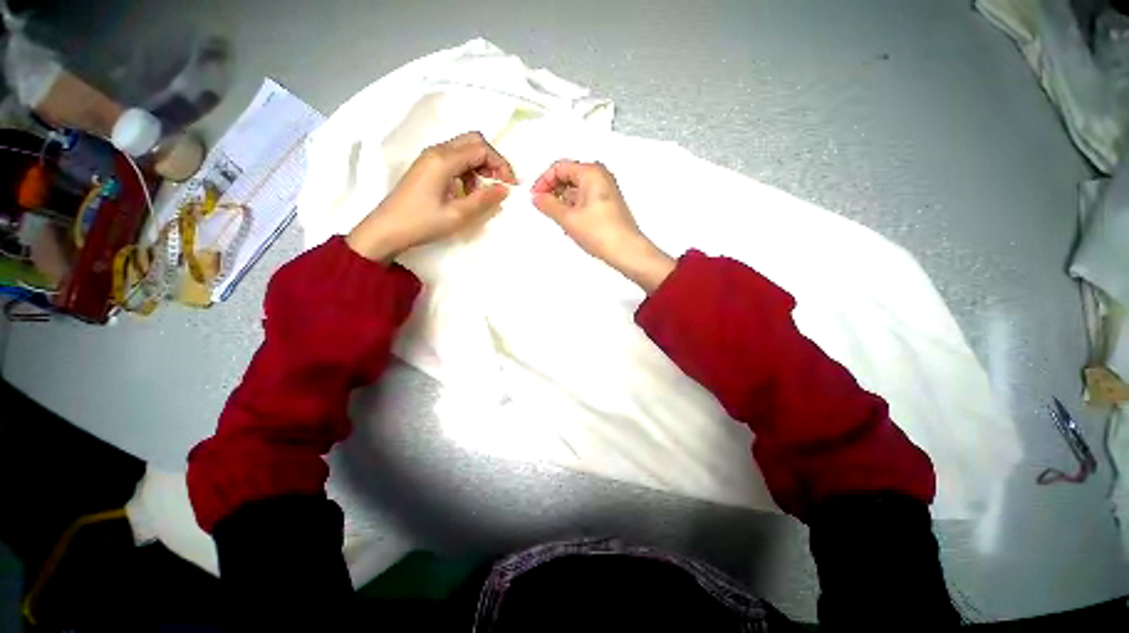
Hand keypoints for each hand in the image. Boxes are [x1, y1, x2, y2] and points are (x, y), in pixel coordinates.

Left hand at [347, 132, 516, 261]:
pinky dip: (467, 172)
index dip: (500, 165)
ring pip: (464, 150)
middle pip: (473, 142)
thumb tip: (505, 189)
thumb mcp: (457, 215)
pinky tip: (466, 193)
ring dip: (479, 167)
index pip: (481, 149)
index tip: (509, 186)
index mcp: (443, 160)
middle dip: (492, 161)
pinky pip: (454, 160)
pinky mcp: (427, 167)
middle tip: (499, 184)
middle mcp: (436, 151)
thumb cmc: (422, 223)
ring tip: (482, 193)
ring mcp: (429, 158)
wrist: (386, 229)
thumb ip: (484, 200)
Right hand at [532, 160, 674, 292]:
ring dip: (562, 201)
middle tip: (543, 207)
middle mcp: (600, 177)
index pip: (559, 167)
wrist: (626, 251)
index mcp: (591, 172)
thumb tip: (537, 198)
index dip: (543, 181)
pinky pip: (584, 199)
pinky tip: (570, 223)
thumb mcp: (568, 218)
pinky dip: (573, 208)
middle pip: (568, 176)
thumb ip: (548, 205)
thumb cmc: (603, 233)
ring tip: (557, 218)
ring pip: (575, 189)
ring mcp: (605, 191)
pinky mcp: (607, 204)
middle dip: (553, 191)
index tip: (535, 196)